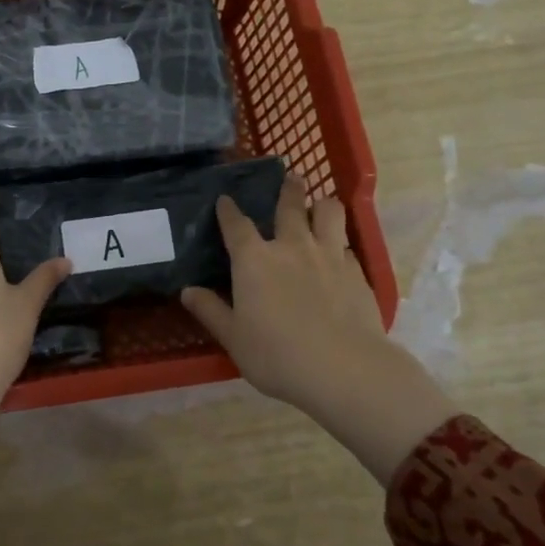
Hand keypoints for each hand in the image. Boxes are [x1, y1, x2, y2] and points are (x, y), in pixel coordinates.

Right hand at [182, 176, 456, 484]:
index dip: (228, 210)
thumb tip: (188, 291)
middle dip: (288, 188)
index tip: (225, 199)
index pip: (236, 225)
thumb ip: (211, 311)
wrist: (344, 368)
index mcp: (254, 260)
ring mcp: (328, 254)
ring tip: (321, 204)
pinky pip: (347, 244)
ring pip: (329, 212)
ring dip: (322, 204)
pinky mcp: (356, 271)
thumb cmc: (277, 355)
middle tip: (290, 177)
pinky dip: (340, 241)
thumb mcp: (233, 338)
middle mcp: (290, 246)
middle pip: (290, 205)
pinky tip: (340, 252)